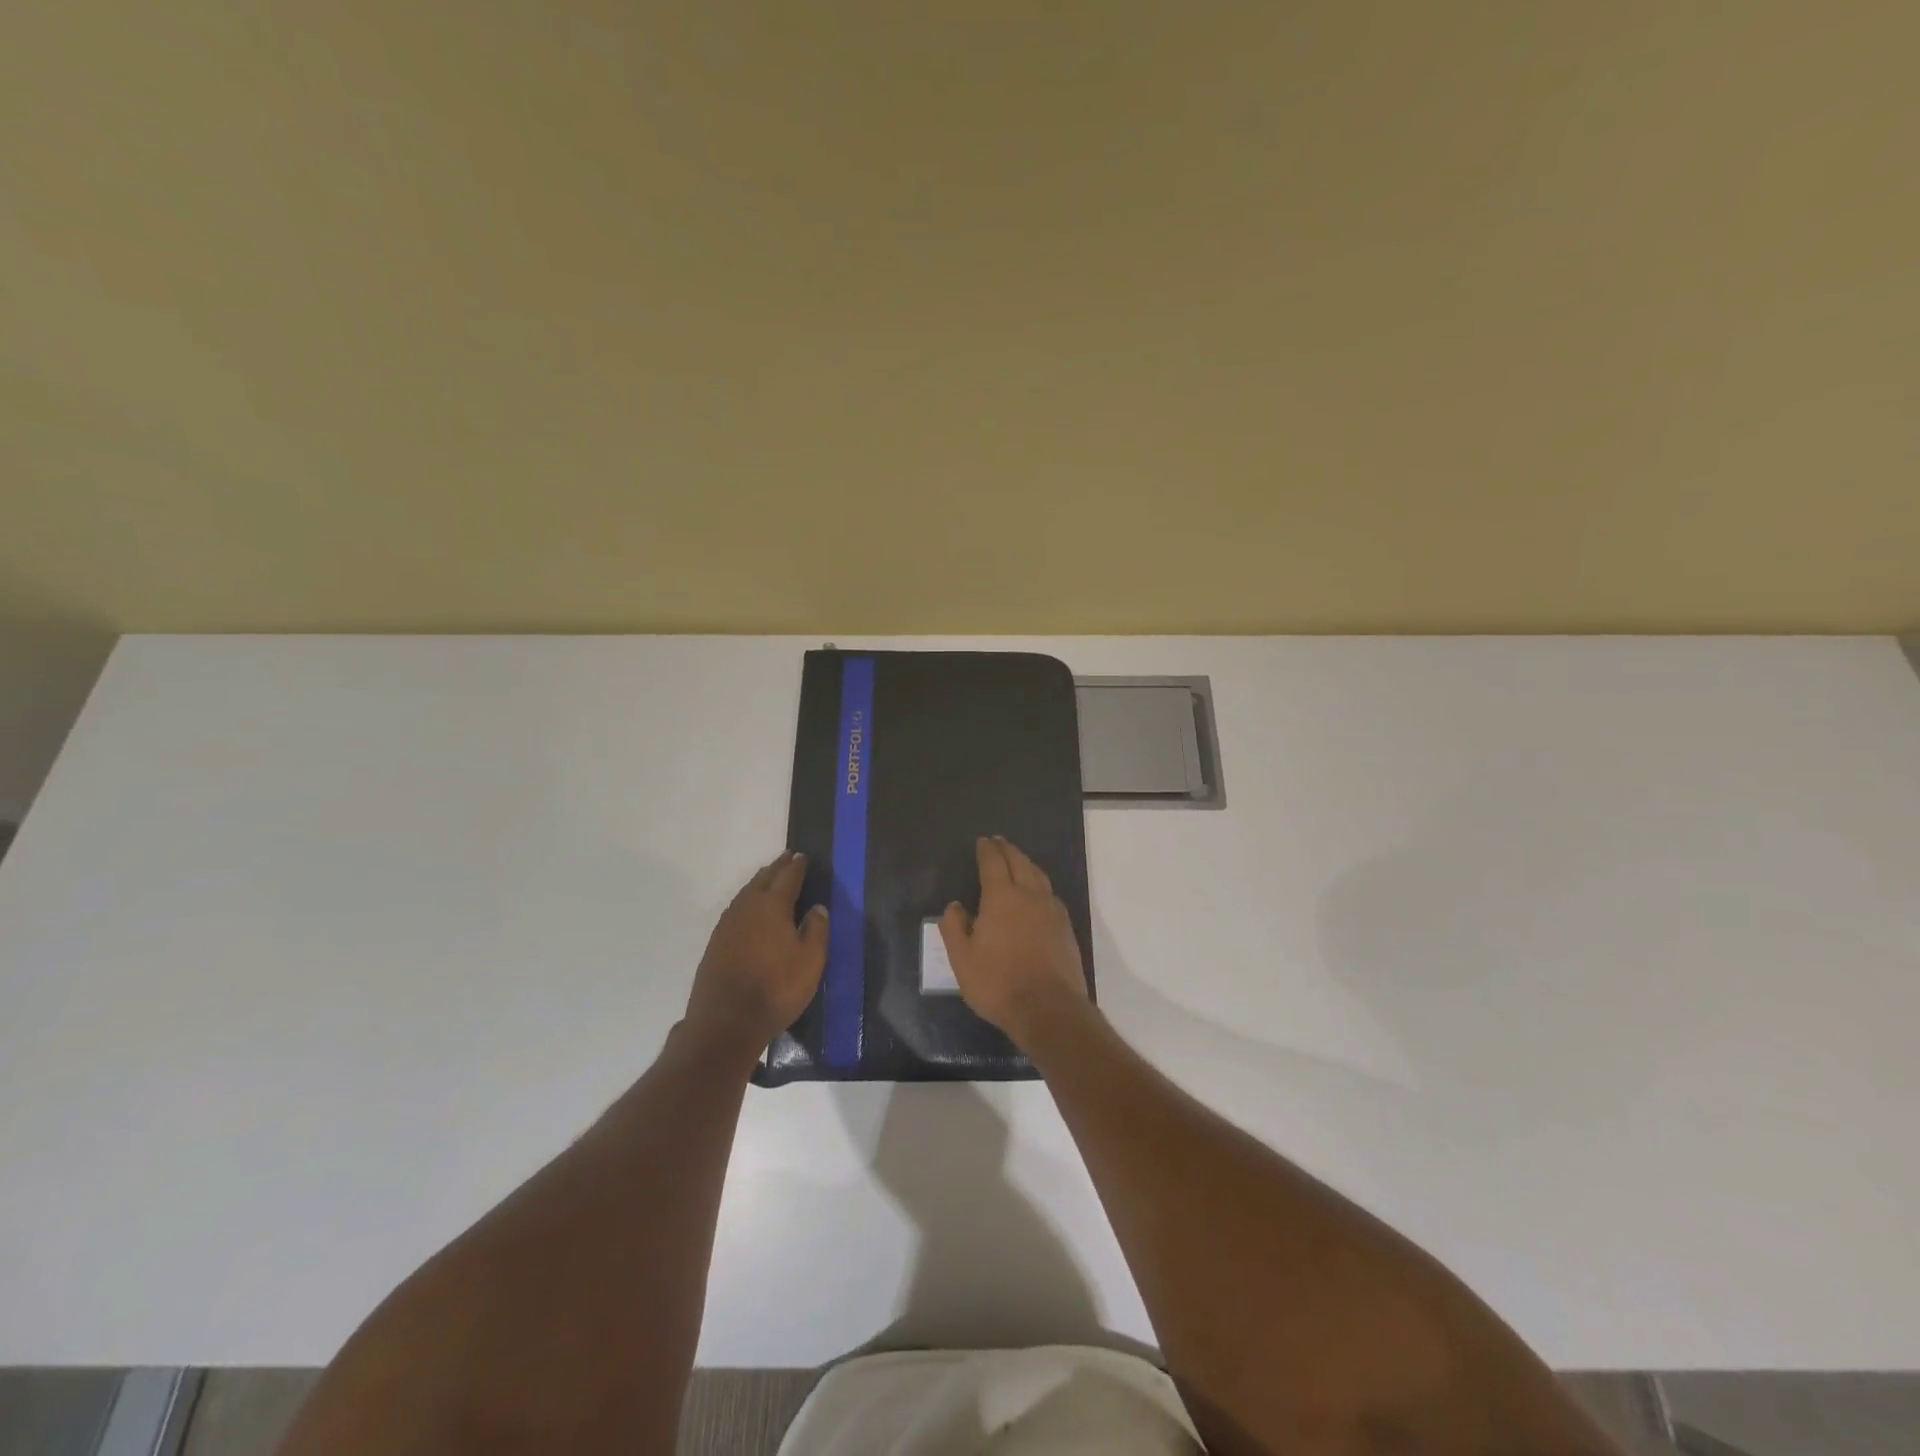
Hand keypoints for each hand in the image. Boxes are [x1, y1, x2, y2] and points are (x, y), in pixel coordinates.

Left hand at [685, 851, 828, 1057]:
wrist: (726, 1022)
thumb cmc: (776, 989)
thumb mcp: (810, 961)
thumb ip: (816, 930)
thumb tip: (817, 907)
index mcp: (772, 906)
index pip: (787, 878)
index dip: (797, 867)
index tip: (802, 856)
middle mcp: (747, 908)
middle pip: (763, 880)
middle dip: (777, 868)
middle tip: (787, 858)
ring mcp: (728, 925)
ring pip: (746, 893)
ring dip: (759, 882)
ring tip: (769, 876)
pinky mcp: (716, 943)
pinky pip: (736, 909)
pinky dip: (747, 900)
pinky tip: (749, 908)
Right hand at [939, 836, 1089, 1047]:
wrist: (1049, 1009)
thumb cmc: (998, 983)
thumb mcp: (962, 960)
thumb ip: (954, 929)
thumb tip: (954, 906)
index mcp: (1002, 898)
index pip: (994, 863)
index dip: (987, 850)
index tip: (983, 841)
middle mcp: (1030, 895)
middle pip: (1020, 862)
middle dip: (1008, 850)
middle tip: (999, 842)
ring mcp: (1052, 910)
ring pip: (1039, 875)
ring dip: (1026, 863)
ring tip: (1018, 860)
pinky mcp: (1066, 927)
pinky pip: (1050, 894)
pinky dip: (1040, 884)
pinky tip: (1037, 893)